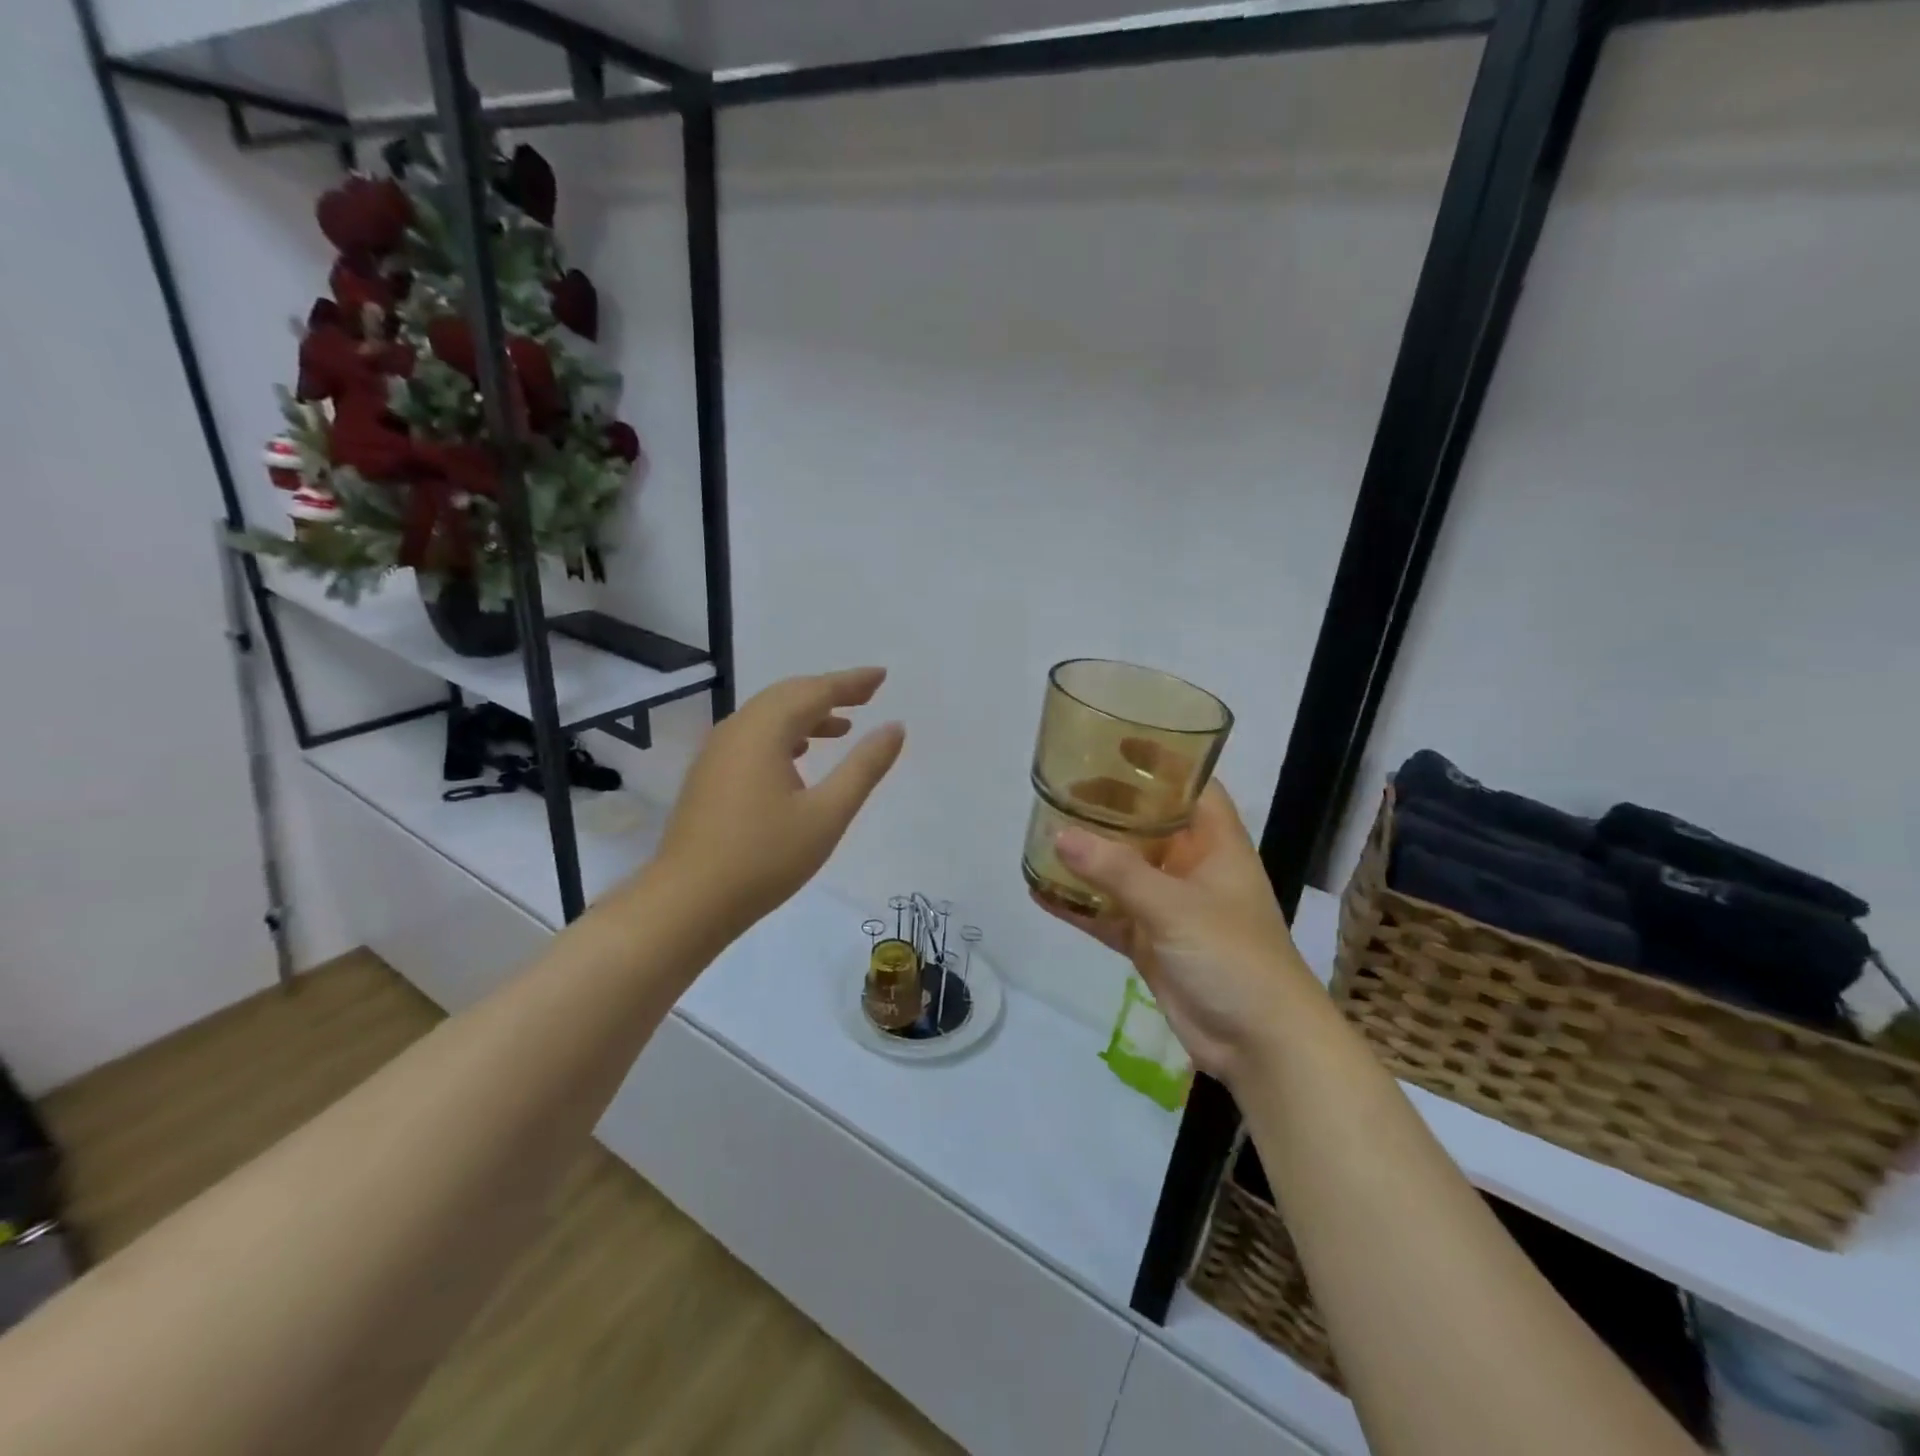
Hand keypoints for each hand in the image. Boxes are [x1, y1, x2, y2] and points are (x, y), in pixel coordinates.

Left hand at [658, 667, 904, 929]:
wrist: (687, 902)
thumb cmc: (764, 858)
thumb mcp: (827, 814)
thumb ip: (864, 767)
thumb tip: (894, 727)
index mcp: (764, 731)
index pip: (815, 691)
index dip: (851, 682)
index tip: (881, 676)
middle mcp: (736, 730)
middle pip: (788, 695)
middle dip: (829, 691)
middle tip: (867, 695)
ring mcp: (717, 752)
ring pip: (768, 716)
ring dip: (807, 714)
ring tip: (843, 727)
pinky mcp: (709, 775)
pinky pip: (753, 736)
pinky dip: (784, 734)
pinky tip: (799, 755)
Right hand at [1034, 783, 1315, 1085]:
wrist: (1260, 1044)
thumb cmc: (1234, 957)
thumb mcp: (1175, 906)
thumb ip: (1117, 871)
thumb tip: (1060, 835)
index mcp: (1214, 843)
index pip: (1190, 785)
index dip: (1159, 760)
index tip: (1114, 742)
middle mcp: (1190, 866)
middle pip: (1147, 823)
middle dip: (1109, 807)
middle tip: (1062, 790)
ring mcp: (1168, 906)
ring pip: (1121, 869)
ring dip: (1088, 855)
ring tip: (1043, 832)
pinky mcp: (1149, 941)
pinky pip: (1107, 913)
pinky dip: (1078, 904)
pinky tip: (1039, 891)